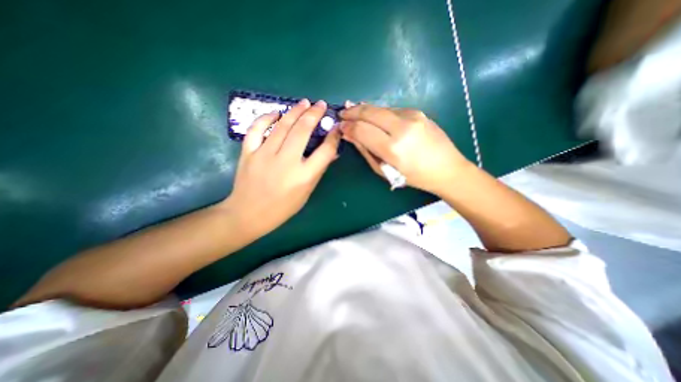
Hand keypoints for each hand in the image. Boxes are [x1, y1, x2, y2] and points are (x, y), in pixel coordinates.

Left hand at [222, 98, 339, 235]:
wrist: (248, 214)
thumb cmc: (282, 208)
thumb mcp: (306, 193)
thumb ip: (318, 171)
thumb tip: (331, 152)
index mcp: (304, 176)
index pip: (325, 151)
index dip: (333, 137)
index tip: (336, 127)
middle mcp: (286, 162)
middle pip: (303, 130)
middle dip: (314, 114)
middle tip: (320, 105)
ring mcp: (265, 155)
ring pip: (282, 126)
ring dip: (295, 111)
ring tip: (304, 103)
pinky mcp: (248, 152)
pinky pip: (256, 129)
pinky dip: (266, 118)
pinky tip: (276, 113)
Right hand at [340, 103, 475, 195]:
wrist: (447, 168)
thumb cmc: (413, 176)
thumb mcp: (384, 170)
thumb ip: (365, 150)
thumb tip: (349, 135)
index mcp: (393, 148)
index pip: (362, 129)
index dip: (348, 126)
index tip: (340, 126)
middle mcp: (402, 127)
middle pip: (369, 112)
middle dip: (352, 111)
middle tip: (342, 113)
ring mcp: (412, 116)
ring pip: (380, 108)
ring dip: (365, 110)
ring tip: (354, 113)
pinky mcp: (418, 111)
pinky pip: (392, 110)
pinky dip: (379, 113)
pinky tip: (375, 118)